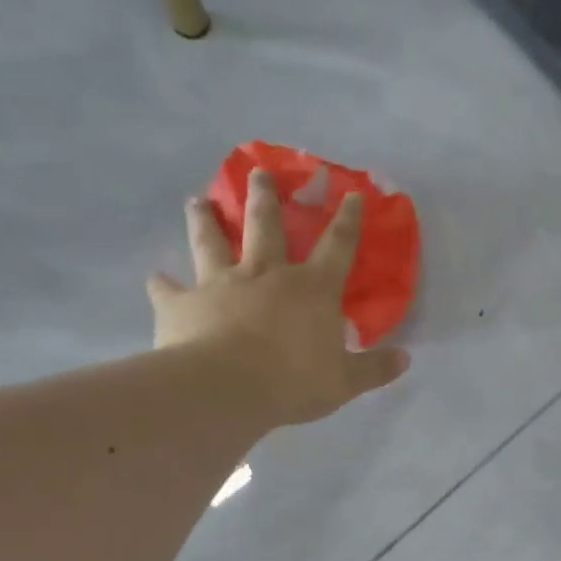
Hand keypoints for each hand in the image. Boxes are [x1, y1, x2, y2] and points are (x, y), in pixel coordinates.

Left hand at [147, 171, 407, 427]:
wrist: (224, 389)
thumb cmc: (294, 381)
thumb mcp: (345, 381)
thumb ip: (374, 368)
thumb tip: (406, 359)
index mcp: (312, 289)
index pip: (337, 246)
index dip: (348, 220)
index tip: (351, 193)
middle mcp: (267, 274)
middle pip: (266, 226)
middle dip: (265, 197)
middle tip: (257, 171)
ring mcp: (221, 284)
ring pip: (212, 243)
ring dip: (205, 220)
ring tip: (196, 201)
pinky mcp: (183, 304)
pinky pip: (169, 290)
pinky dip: (162, 284)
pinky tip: (155, 278)